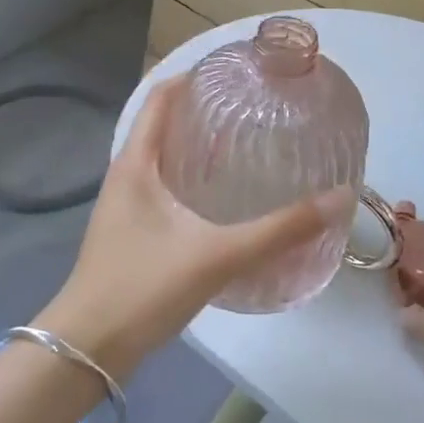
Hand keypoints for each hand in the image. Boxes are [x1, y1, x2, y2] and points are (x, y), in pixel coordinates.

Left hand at [37, 75, 350, 380]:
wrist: (85, 352)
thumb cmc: (143, 288)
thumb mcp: (218, 255)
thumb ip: (280, 229)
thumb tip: (338, 198)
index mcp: (136, 162)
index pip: (161, 97)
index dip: (194, 76)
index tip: (236, 70)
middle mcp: (127, 174)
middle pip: (164, 123)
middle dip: (205, 110)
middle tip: (255, 106)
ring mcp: (126, 205)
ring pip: (165, 158)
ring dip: (200, 145)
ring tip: (248, 143)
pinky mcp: (132, 232)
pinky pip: (166, 187)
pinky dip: (194, 178)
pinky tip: (225, 198)